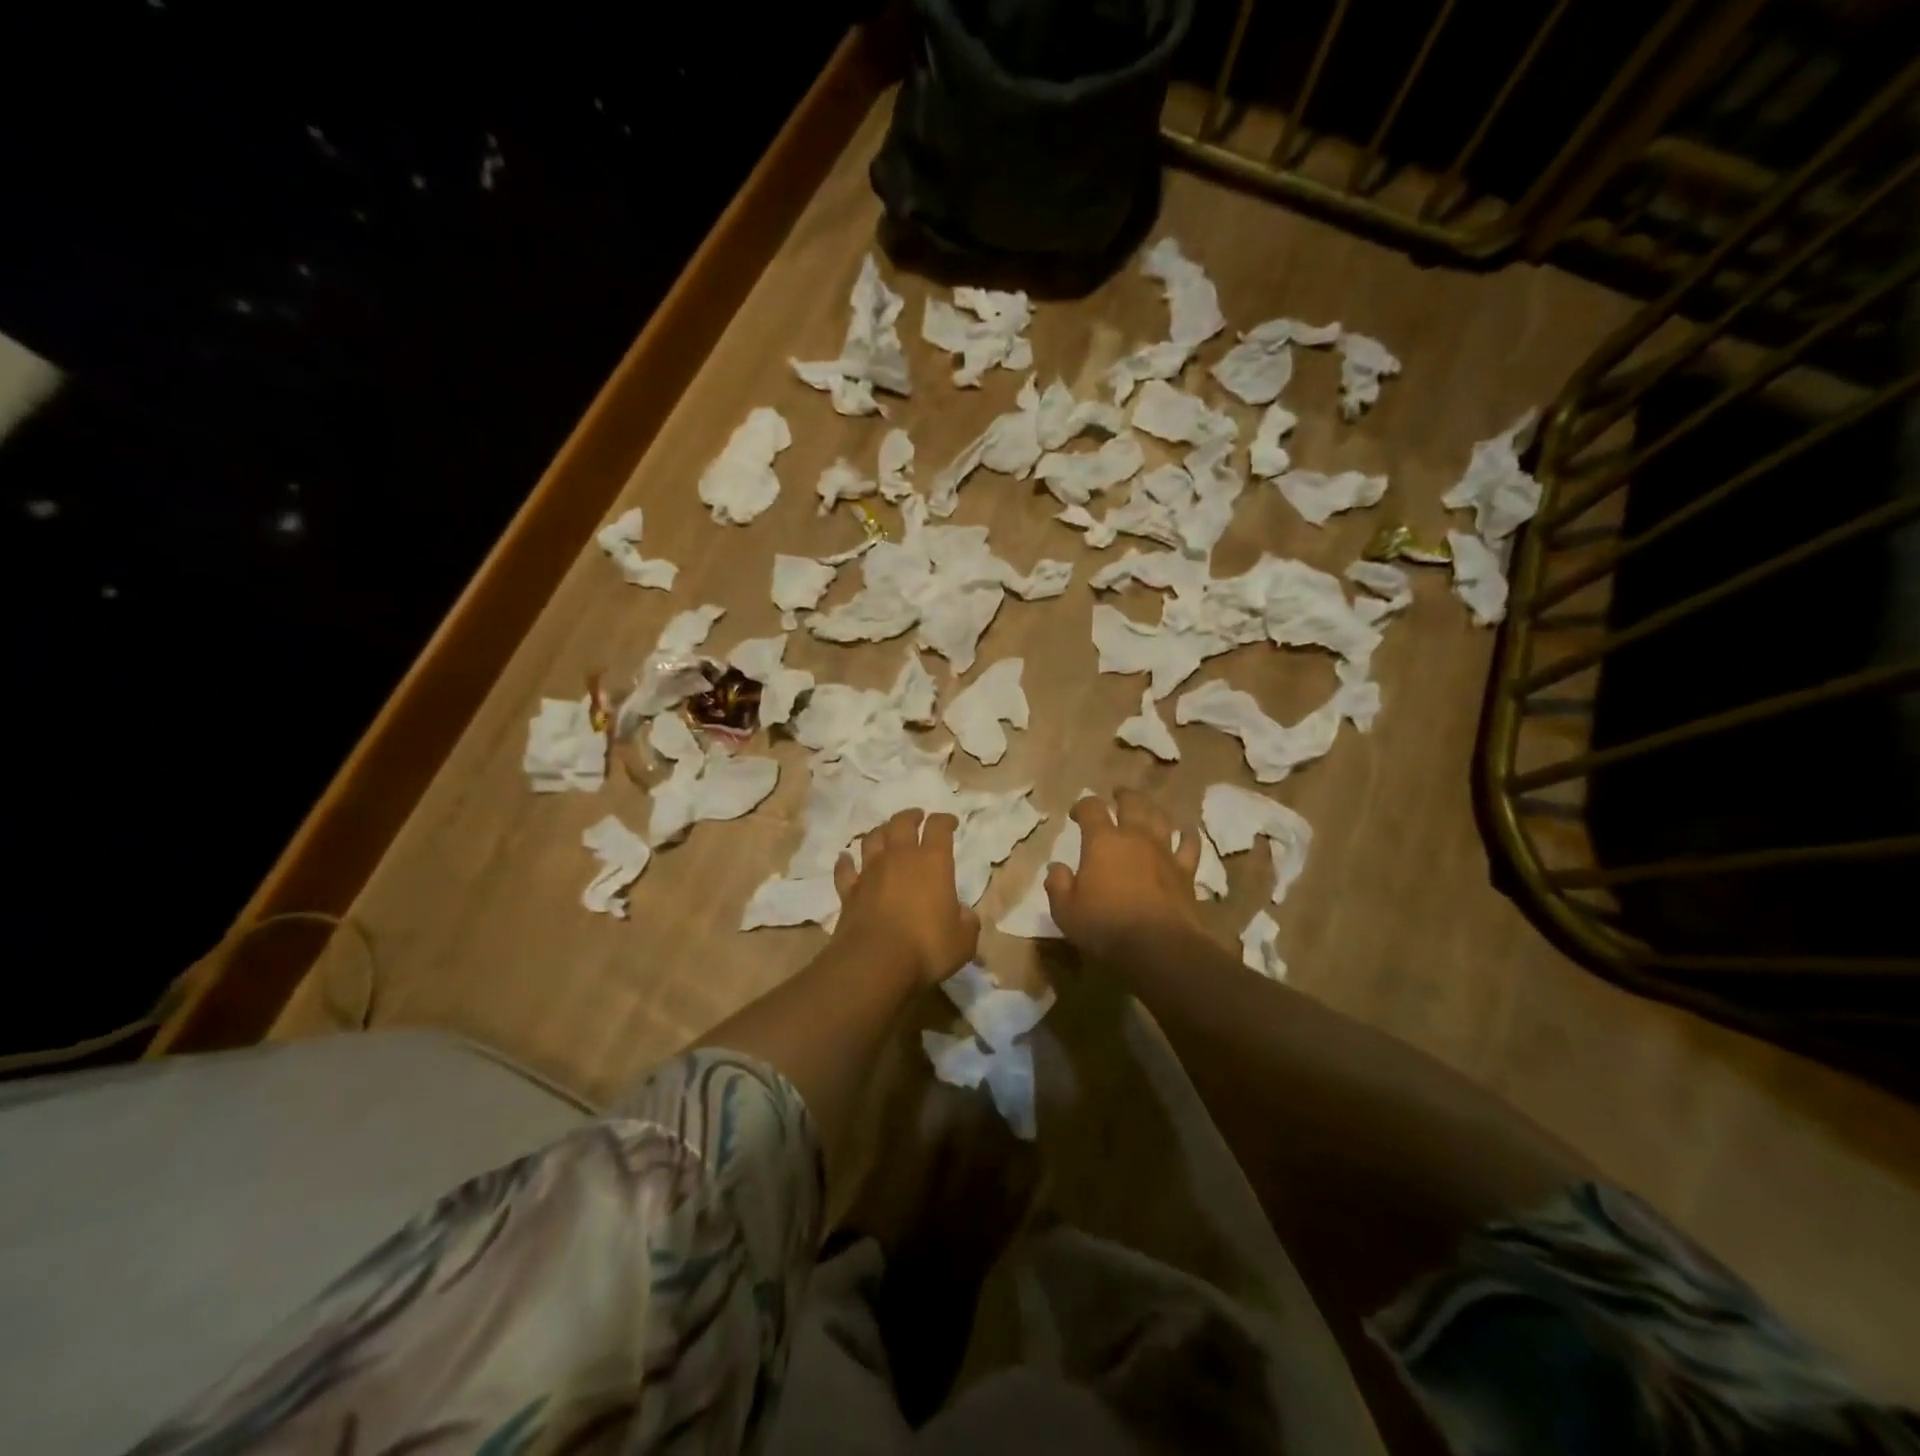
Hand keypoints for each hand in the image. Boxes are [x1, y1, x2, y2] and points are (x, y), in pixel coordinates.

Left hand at [833, 809, 979, 986]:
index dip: (945, 820)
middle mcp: (900, 858)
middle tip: (916, 816)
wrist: (875, 962)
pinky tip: (845, 859)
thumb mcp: (963, 940)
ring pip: (872, 840)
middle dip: (910, 816)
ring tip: (885, 832)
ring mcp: (870, 873)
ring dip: (880, 832)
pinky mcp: (849, 892)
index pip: (939, 828)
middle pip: (901, 823)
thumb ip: (966, 922)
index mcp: (932, 862)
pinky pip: (845, 870)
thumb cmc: (927, 947)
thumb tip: (963, 914)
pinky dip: (845, 862)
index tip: (950, 822)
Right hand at [1045, 790, 1202, 960]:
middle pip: (1132, 803)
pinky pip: (1189, 844)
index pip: (1091, 808)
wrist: (1159, 947)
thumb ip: (1058, 885)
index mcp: (1102, 841)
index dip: (1082, 806)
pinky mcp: (1186, 871)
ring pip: (1161, 818)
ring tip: (1147, 808)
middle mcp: (1135, 837)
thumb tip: (1056, 868)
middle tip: (1117, 795)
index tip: (1076, 814)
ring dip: (1152, 809)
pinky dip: (1187, 835)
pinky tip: (1185, 832)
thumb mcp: (1066, 911)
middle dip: (1123, 796)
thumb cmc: (1106, 926)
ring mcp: (1164, 852)